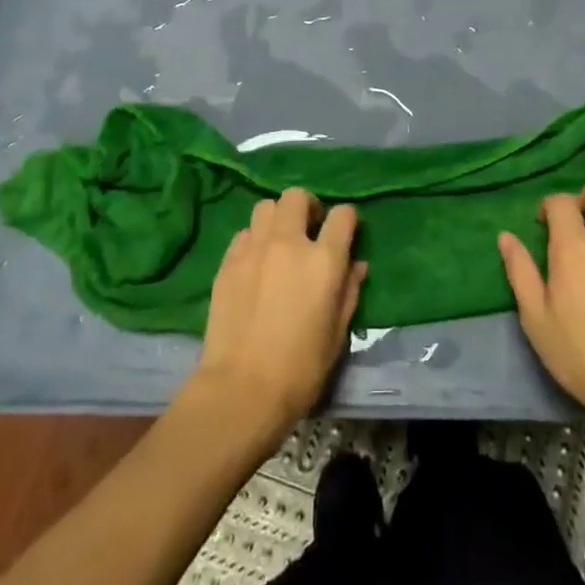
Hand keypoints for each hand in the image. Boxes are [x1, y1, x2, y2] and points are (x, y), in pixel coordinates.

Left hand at [186, 188, 365, 444]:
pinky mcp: (228, 261)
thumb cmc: (300, 368)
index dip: (347, 220)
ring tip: (279, 242)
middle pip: (297, 196)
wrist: (242, 388)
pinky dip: (254, 239)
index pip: (343, 215)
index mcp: (323, 260)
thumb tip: (356, 264)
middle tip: (309, 230)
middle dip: (308, 207)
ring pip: (266, 206)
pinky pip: (244, 233)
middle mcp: (289, 243)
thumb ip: (349, 291)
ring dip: (278, 218)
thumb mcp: (337, 333)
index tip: (345, 234)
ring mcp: (254, 248)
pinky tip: (256, 263)